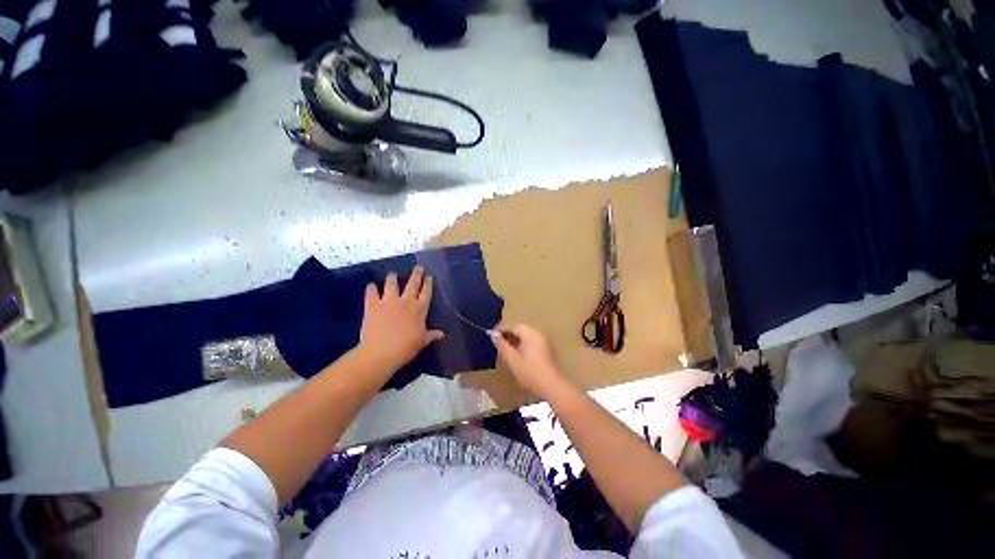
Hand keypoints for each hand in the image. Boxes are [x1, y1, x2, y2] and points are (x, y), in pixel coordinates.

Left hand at [358, 266, 443, 372]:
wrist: (381, 352)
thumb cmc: (405, 348)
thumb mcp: (421, 342)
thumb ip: (431, 335)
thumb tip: (442, 334)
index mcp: (419, 309)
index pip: (426, 292)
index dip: (428, 284)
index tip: (429, 277)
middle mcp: (406, 301)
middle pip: (412, 284)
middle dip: (416, 274)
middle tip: (418, 267)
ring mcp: (389, 301)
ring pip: (391, 284)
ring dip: (392, 278)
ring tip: (392, 274)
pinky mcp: (373, 304)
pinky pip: (371, 292)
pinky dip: (371, 289)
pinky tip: (371, 286)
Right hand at [490, 324, 565, 398]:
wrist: (550, 385)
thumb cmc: (529, 372)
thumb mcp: (512, 359)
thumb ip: (502, 345)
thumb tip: (493, 335)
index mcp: (530, 333)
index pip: (513, 326)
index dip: (501, 329)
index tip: (491, 335)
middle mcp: (537, 333)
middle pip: (520, 329)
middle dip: (508, 334)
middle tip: (497, 341)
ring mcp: (543, 341)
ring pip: (525, 335)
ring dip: (515, 339)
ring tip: (504, 347)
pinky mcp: (545, 348)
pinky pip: (531, 341)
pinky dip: (522, 343)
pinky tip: (516, 352)